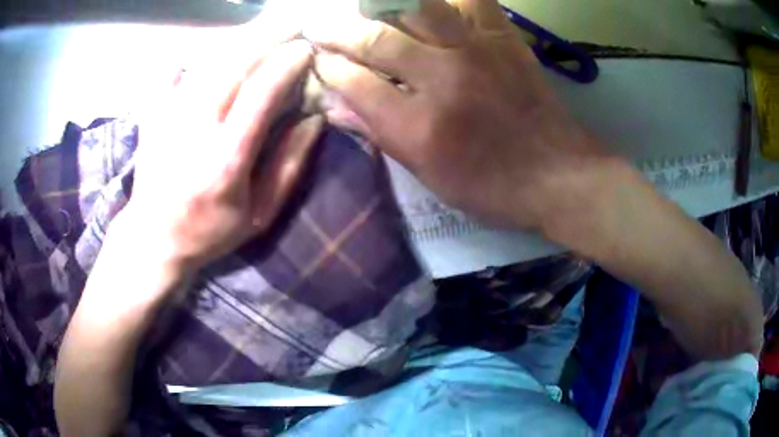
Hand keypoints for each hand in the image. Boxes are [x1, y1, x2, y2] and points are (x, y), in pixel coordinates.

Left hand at [125, 39, 322, 275]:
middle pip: (233, 66)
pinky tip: (212, 47)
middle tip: (293, 22)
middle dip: (267, 36)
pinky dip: (197, 54)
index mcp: (226, 160)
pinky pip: (175, 71)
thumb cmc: (209, 231)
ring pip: (208, 63)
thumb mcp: (259, 215)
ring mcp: (169, 118)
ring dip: (240, 38)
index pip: (260, 94)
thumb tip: (314, 119)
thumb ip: (288, 167)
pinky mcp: (154, 115)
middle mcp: (195, 130)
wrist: (153, 238)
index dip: (286, 64)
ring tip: (265, 25)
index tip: (306, 48)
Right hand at [306, 0, 610, 229]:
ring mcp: (476, 51)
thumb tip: (337, 105)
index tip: (319, 61)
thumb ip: (381, 134)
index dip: (329, 69)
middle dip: (338, 31)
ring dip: (381, 4)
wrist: (557, 174)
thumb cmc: (492, 187)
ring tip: (365, 7)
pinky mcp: (504, 39)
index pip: (355, 83)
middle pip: (376, 39)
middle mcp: (443, 79)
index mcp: (420, 127)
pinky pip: (471, 0)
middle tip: (320, 25)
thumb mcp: (430, 176)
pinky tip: (427, 2)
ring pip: (417, 7)